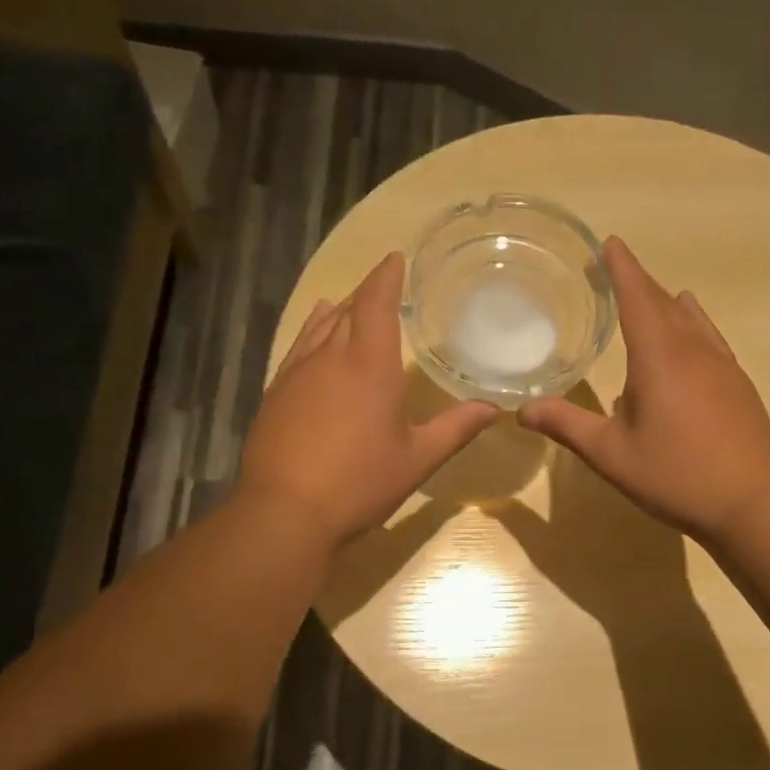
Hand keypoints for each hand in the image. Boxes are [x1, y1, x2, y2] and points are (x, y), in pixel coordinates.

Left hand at [238, 252, 498, 548]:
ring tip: (345, 304)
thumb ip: (455, 428)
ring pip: (319, 327)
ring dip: (337, 312)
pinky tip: (314, 338)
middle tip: (382, 289)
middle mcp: (330, 357)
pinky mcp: (276, 393)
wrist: (285, 511)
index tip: (395, 258)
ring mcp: (297, 373)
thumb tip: (493, 408)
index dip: (386, 276)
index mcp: (370, 364)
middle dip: (366, 294)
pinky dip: (311, 334)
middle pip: (348, 310)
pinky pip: (298, 349)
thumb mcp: (417, 459)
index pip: (376, 301)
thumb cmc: (359, 483)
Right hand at [519, 237, 769, 545]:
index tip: (608, 243)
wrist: (750, 503)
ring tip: (655, 296)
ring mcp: (722, 365)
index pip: (637, 298)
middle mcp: (693, 350)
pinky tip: (692, 340)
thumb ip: (566, 425)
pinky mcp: (738, 384)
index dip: (621, 268)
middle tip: (615, 268)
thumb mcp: (609, 453)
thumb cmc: (673, 474)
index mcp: (658, 357)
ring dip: (668, 303)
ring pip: (692, 319)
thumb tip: (522, 410)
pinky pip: (710, 339)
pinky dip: (693, 326)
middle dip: (638, 282)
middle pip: (664, 303)